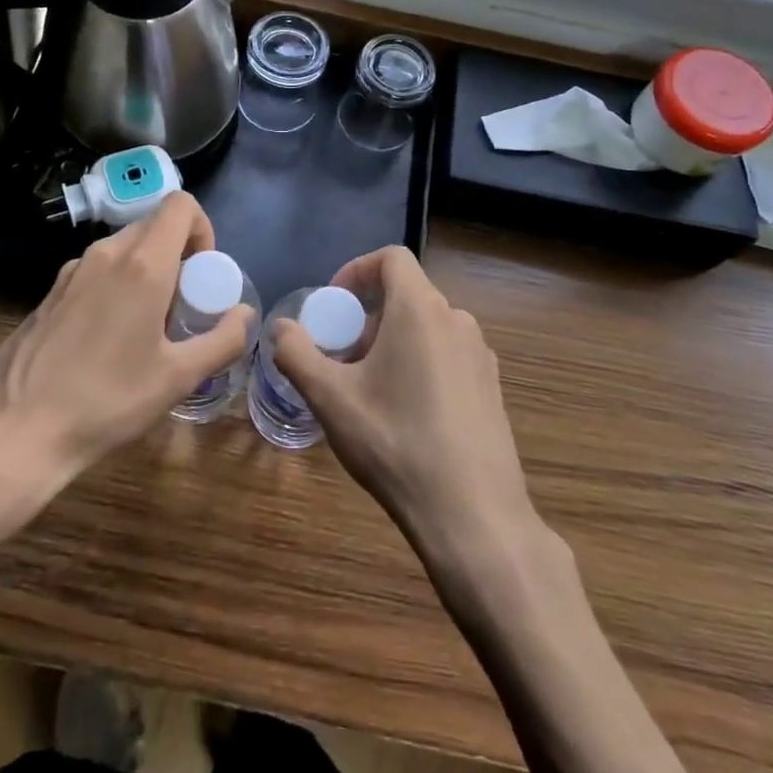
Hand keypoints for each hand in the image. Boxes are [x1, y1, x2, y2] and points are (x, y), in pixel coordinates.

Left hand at [0, 193, 251, 486]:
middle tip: (183, 308)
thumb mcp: (178, 378)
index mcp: (142, 263)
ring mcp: (72, 270)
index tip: (204, 275)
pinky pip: (98, 270)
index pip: (181, 205)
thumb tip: (244, 314)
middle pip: (154, 226)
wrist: (14, 430)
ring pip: (125, 249)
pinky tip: (109, 340)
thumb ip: (222, 340)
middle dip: (179, 255)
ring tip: (148, 329)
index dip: (203, 229)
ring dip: (148, 271)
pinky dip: (118, 286)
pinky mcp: (51, 292)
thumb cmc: (106, 401)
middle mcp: (106, 253)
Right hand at [271, 247, 537, 553]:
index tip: (333, 305)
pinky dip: (420, 362)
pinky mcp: (493, 387)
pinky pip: (448, 354)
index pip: (392, 258)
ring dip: (393, 341)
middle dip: (368, 316)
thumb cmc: (395, 443)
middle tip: (342, 357)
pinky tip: (406, 413)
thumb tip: (280, 327)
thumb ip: (297, 354)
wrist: (473, 515)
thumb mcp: (331, 398)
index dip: (356, 270)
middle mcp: (457, 320)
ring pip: (428, 327)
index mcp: (421, 309)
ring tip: (369, 388)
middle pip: (407, 294)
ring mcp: (481, 355)